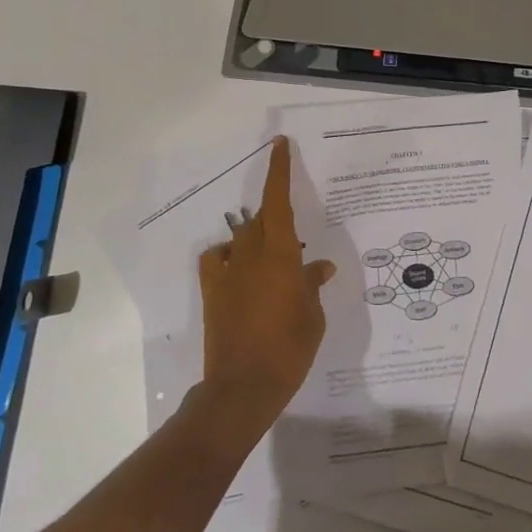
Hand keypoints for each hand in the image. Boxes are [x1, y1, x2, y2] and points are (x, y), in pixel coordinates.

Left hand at [197, 136, 335, 434]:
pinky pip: (218, 259)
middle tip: (295, 234)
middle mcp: (251, 255)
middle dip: (276, 214)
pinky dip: (229, 256)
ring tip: (273, 257)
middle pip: (261, 217)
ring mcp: (228, 272)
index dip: (278, 170)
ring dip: (257, 238)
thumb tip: (318, 268)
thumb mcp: (313, 315)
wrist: (243, 387)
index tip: (279, 145)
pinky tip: (240, 271)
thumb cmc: (289, 348)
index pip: (278, 201)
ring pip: (242, 237)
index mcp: (280, 254)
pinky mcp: (213, 292)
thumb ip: (312, 284)